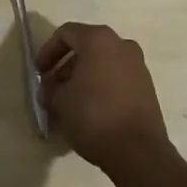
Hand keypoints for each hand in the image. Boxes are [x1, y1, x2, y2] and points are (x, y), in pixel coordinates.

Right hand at [36, 22, 171, 174]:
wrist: (140, 152)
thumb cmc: (94, 116)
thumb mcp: (61, 102)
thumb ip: (50, 90)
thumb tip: (50, 90)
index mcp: (98, 39)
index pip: (66, 34)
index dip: (47, 51)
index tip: (39, 72)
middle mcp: (121, 44)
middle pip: (86, 47)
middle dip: (65, 66)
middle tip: (52, 88)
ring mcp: (138, 65)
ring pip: (102, 63)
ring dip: (83, 77)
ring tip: (70, 102)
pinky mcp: (147, 87)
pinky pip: (117, 78)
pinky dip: (101, 86)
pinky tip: (90, 109)